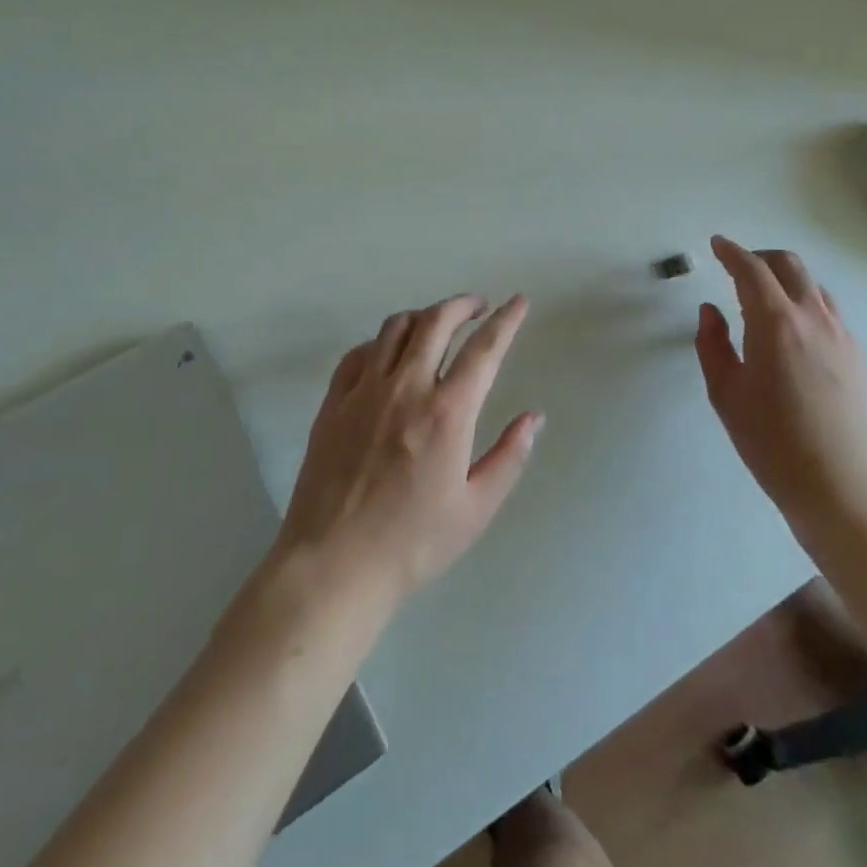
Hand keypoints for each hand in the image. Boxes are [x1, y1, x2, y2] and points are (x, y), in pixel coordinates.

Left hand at [276, 294, 541, 613]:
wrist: (333, 565)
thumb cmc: (413, 543)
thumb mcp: (476, 509)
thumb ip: (510, 457)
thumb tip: (534, 417)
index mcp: (447, 412)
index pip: (484, 348)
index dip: (506, 320)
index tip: (519, 301)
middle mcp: (406, 387)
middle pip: (436, 321)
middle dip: (463, 304)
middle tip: (478, 306)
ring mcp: (364, 391)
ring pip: (395, 328)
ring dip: (424, 316)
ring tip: (438, 325)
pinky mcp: (333, 402)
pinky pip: (359, 353)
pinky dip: (381, 342)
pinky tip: (389, 355)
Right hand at [695, 236, 866, 539]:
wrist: (842, 489)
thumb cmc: (772, 443)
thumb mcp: (726, 393)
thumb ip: (712, 344)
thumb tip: (711, 310)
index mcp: (776, 323)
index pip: (751, 270)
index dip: (731, 252)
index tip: (717, 245)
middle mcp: (814, 318)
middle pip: (789, 265)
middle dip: (761, 257)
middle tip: (738, 268)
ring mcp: (843, 336)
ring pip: (813, 286)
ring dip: (786, 280)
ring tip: (764, 300)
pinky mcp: (859, 356)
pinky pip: (830, 312)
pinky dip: (806, 303)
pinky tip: (793, 333)